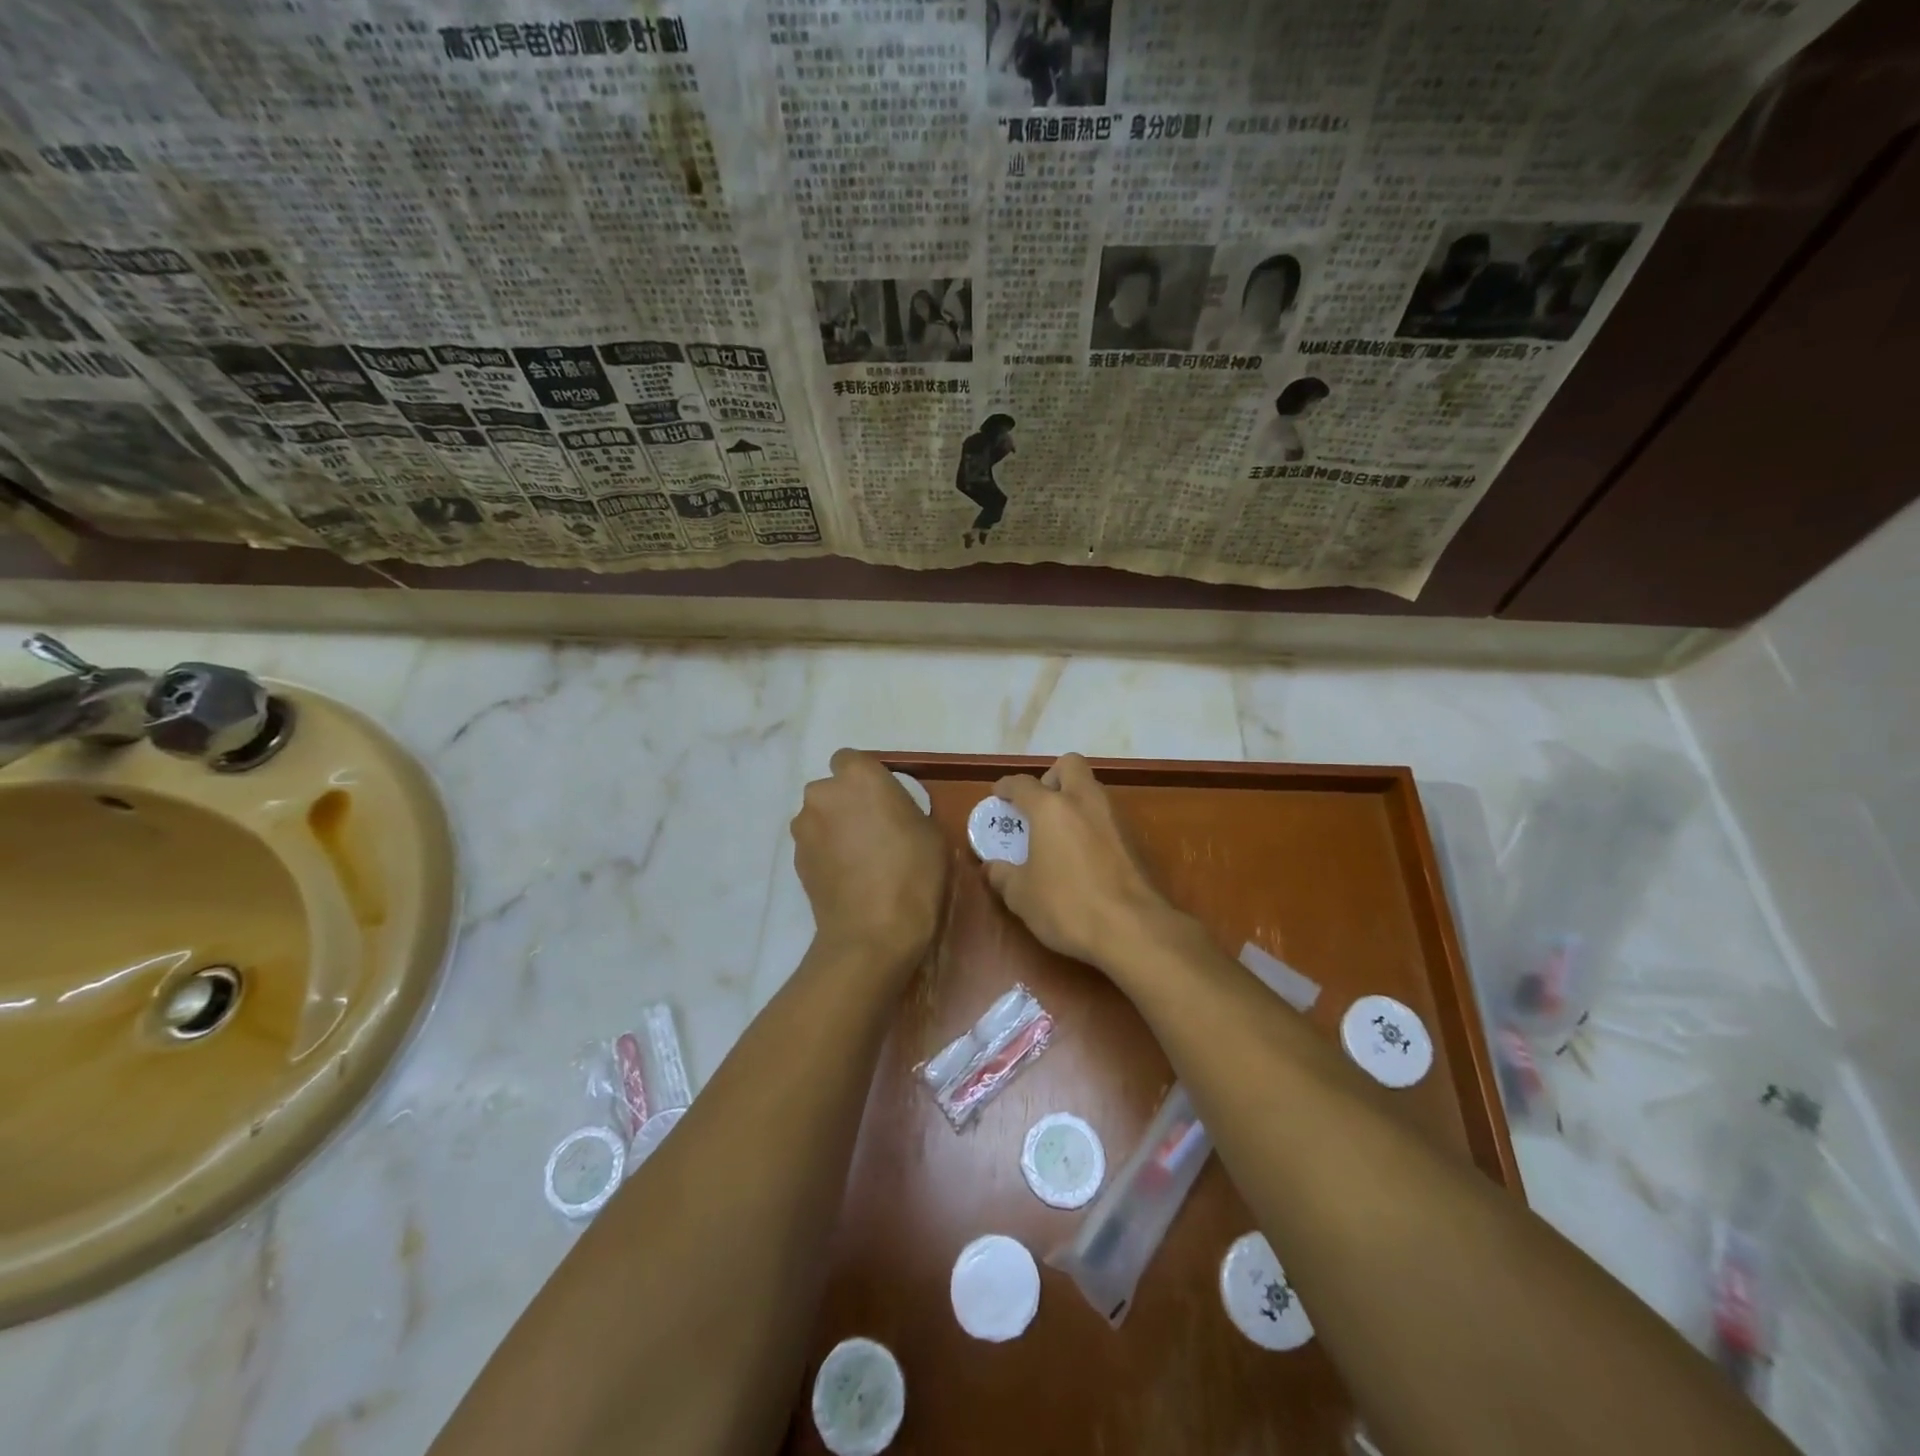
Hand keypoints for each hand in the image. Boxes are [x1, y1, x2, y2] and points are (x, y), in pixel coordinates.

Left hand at [792, 748, 948, 966]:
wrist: (873, 932)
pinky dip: (826, 853)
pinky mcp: (795, 860)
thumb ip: (904, 809)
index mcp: (859, 776)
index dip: (865, 778)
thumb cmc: (913, 874)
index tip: (883, 800)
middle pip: (831, 789)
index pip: (851, 759)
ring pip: (819, 817)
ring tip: (859, 858)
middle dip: (846, 803)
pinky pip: (813, 845)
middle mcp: (823, 793)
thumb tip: (891, 816)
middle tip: (873, 830)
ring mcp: (804, 827)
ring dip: (833, 828)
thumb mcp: (931, 832)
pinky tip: (847, 877)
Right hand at [983, 754, 1184, 970]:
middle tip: (1039, 805)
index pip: (1023, 784)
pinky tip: (1082, 853)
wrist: (1132, 928)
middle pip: (1069, 765)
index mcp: (1051, 808)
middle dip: (1051, 777)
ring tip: (1058, 831)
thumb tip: (992, 868)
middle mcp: (1084, 801)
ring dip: (1074, 799)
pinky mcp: (1134, 839)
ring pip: (1092, 789)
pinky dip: (1091, 823)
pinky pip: (1107, 816)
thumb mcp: (1022, 896)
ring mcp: (1114, 817)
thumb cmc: (1067, 905)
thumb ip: (1003, 876)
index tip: (998, 794)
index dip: (1006, 786)